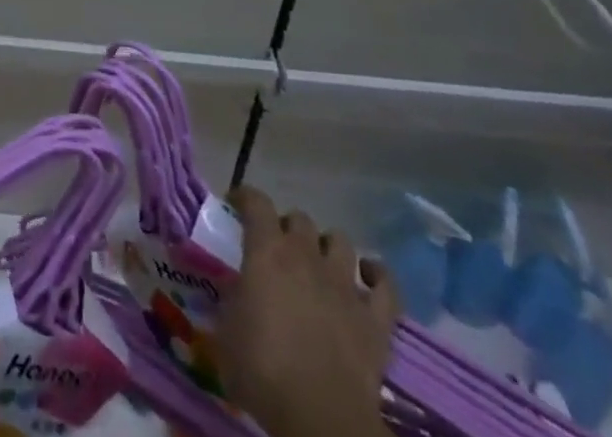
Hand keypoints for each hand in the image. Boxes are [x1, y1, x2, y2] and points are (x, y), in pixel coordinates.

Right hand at [218, 186, 399, 436]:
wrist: (320, 417)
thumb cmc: (263, 371)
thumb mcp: (226, 331)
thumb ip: (231, 298)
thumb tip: (236, 289)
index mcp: (267, 251)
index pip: (256, 202)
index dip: (245, 197)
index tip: (236, 206)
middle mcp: (307, 255)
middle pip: (299, 219)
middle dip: (287, 227)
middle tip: (278, 250)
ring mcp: (345, 284)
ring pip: (340, 241)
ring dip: (327, 247)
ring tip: (320, 264)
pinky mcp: (377, 318)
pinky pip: (385, 284)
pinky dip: (377, 276)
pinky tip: (368, 278)